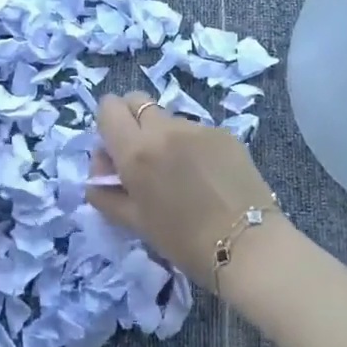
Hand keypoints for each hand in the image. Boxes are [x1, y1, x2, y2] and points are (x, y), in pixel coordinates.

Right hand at [85, 92, 277, 287]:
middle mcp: (164, 129)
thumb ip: (106, 193)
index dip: (107, 125)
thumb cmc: (183, 241)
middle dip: (131, 120)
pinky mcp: (224, 132)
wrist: (248, 245)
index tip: (115, 150)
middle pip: (136, 101)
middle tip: (141, 155)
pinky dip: (191, 144)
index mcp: (136, 151)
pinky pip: (195, 129)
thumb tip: (98, 174)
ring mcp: (197, 127)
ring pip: (167, 117)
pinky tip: (205, 174)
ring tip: (179, 171)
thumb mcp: (135, 222)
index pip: (108, 109)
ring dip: (163, 134)